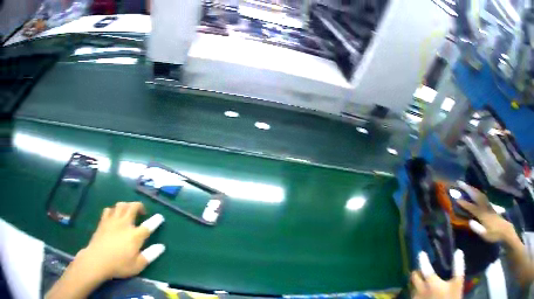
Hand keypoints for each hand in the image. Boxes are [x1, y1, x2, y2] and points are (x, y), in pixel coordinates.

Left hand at [77, 201, 165, 280]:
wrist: (97, 260)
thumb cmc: (119, 265)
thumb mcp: (138, 265)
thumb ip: (150, 255)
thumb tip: (161, 246)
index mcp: (135, 235)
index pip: (148, 226)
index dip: (155, 220)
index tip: (160, 217)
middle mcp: (124, 224)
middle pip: (132, 207)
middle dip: (139, 206)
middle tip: (142, 211)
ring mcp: (112, 220)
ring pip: (120, 205)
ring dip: (126, 205)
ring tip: (128, 210)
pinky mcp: (103, 221)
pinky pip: (109, 210)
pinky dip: (113, 210)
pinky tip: (114, 215)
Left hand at [411, 250, 464, 298]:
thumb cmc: (451, 298)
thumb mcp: (458, 282)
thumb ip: (458, 267)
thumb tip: (458, 251)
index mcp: (431, 283)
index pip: (424, 268)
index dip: (422, 260)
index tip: (421, 253)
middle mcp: (420, 291)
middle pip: (414, 278)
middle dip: (418, 271)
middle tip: (424, 268)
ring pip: (412, 286)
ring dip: (416, 281)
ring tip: (424, 278)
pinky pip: (413, 295)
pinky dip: (416, 289)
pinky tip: (424, 289)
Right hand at [456, 181, 515, 242]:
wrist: (504, 229)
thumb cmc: (494, 234)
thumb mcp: (485, 235)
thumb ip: (477, 228)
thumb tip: (469, 221)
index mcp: (483, 214)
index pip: (472, 207)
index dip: (464, 203)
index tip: (456, 198)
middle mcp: (485, 207)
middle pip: (476, 196)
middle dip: (468, 189)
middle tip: (460, 182)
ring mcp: (488, 205)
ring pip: (480, 194)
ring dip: (472, 189)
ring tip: (466, 185)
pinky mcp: (490, 206)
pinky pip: (482, 196)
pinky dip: (477, 192)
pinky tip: (476, 191)